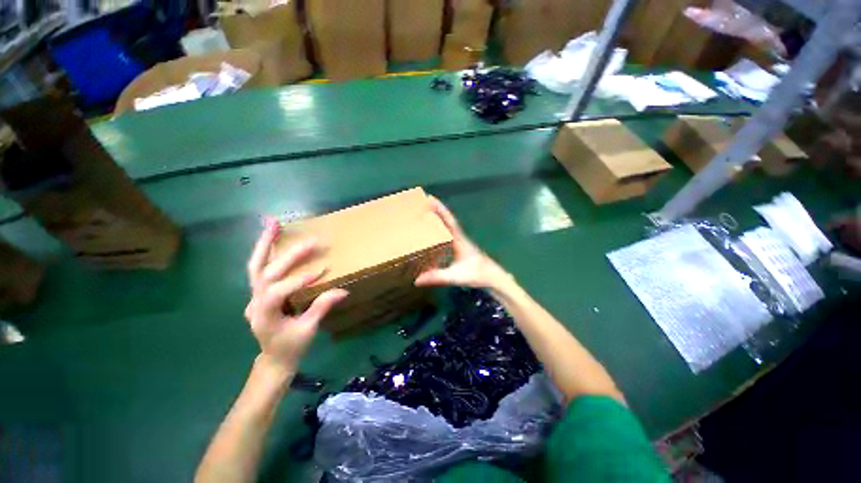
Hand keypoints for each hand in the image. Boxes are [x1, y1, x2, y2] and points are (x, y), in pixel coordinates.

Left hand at [245, 220, 347, 372]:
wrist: (275, 359)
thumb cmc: (292, 347)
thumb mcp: (308, 330)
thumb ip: (321, 308)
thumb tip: (343, 291)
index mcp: (264, 314)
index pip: (279, 291)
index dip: (299, 280)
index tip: (322, 270)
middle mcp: (254, 302)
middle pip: (266, 272)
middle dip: (288, 256)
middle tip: (310, 241)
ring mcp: (254, 296)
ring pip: (255, 265)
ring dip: (264, 243)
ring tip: (273, 223)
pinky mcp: (260, 292)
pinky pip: (260, 268)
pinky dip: (265, 251)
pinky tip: (271, 237)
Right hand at [415, 197, 513, 291]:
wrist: (494, 279)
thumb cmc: (478, 274)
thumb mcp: (456, 276)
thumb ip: (438, 277)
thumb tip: (417, 280)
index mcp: (459, 240)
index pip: (449, 221)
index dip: (440, 209)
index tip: (430, 198)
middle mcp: (460, 239)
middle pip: (448, 221)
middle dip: (438, 211)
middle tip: (425, 203)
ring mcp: (462, 243)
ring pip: (449, 227)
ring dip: (440, 219)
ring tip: (428, 215)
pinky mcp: (462, 249)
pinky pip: (450, 235)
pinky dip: (442, 230)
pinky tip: (436, 236)